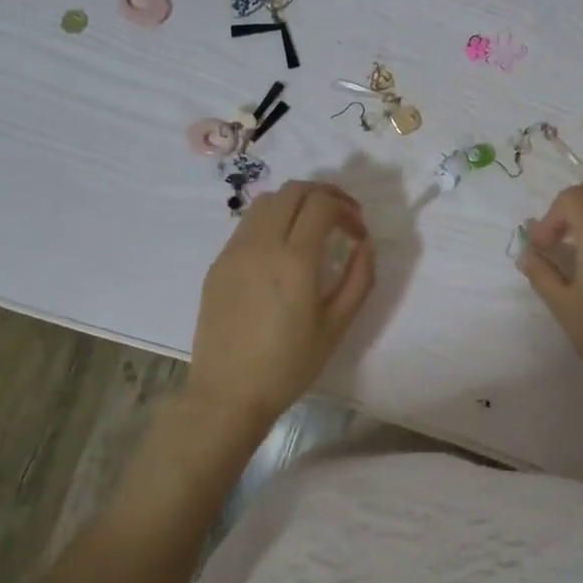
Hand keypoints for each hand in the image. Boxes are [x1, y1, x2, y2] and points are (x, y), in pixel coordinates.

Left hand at [189, 181, 375, 429]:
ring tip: (312, 226)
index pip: (322, 204)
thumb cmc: (289, 365)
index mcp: (294, 261)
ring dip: (295, 202)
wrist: (228, 393)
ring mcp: (234, 251)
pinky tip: (282, 248)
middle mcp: (261, 245)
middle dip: (324, 194)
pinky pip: (247, 224)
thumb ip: (359, 278)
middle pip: (293, 190)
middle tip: (341, 217)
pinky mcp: (218, 263)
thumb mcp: (336, 326)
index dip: (347, 208)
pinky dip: (272, 220)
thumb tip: (364, 244)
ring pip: (266, 201)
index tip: (358, 231)